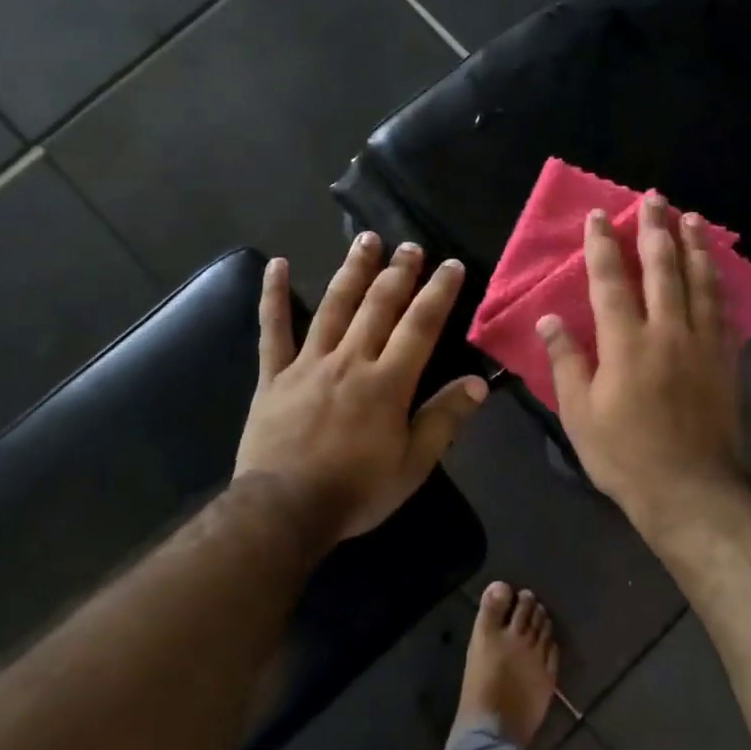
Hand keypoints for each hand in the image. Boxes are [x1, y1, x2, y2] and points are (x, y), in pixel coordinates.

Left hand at [235, 235, 488, 546]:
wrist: (284, 509)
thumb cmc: (356, 490)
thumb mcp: (413, 464)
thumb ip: (444, 419)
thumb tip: (478, 383)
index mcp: (388, 382)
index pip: (420, 326)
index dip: (438, 293)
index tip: (450, 265)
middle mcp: (350, 361)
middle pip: (378, 306)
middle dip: (398, 272)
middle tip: (410, 246)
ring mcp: (308, 363)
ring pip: (334, 306)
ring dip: (352, 271)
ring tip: (366, 240)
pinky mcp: (274, 375)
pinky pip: (273, 330)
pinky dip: (274, 296)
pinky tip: (277, 266)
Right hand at [538, 196, 747, 527]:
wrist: (689, 490)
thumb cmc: (624, 455)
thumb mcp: (579, 413)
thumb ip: (566, 361)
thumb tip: (550, 319)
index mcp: (626, 344)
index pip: (610, 282)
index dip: (603, 246)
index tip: (600, 216)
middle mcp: (668, 332)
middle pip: (663, 269)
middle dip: (657, 230)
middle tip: (656, 199)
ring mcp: (703, 344)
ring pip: (700, 283)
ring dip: (695, 247)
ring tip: (693, 218)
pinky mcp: (726, 361)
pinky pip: (724, 312)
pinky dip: (719, 285)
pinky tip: (718, 272)